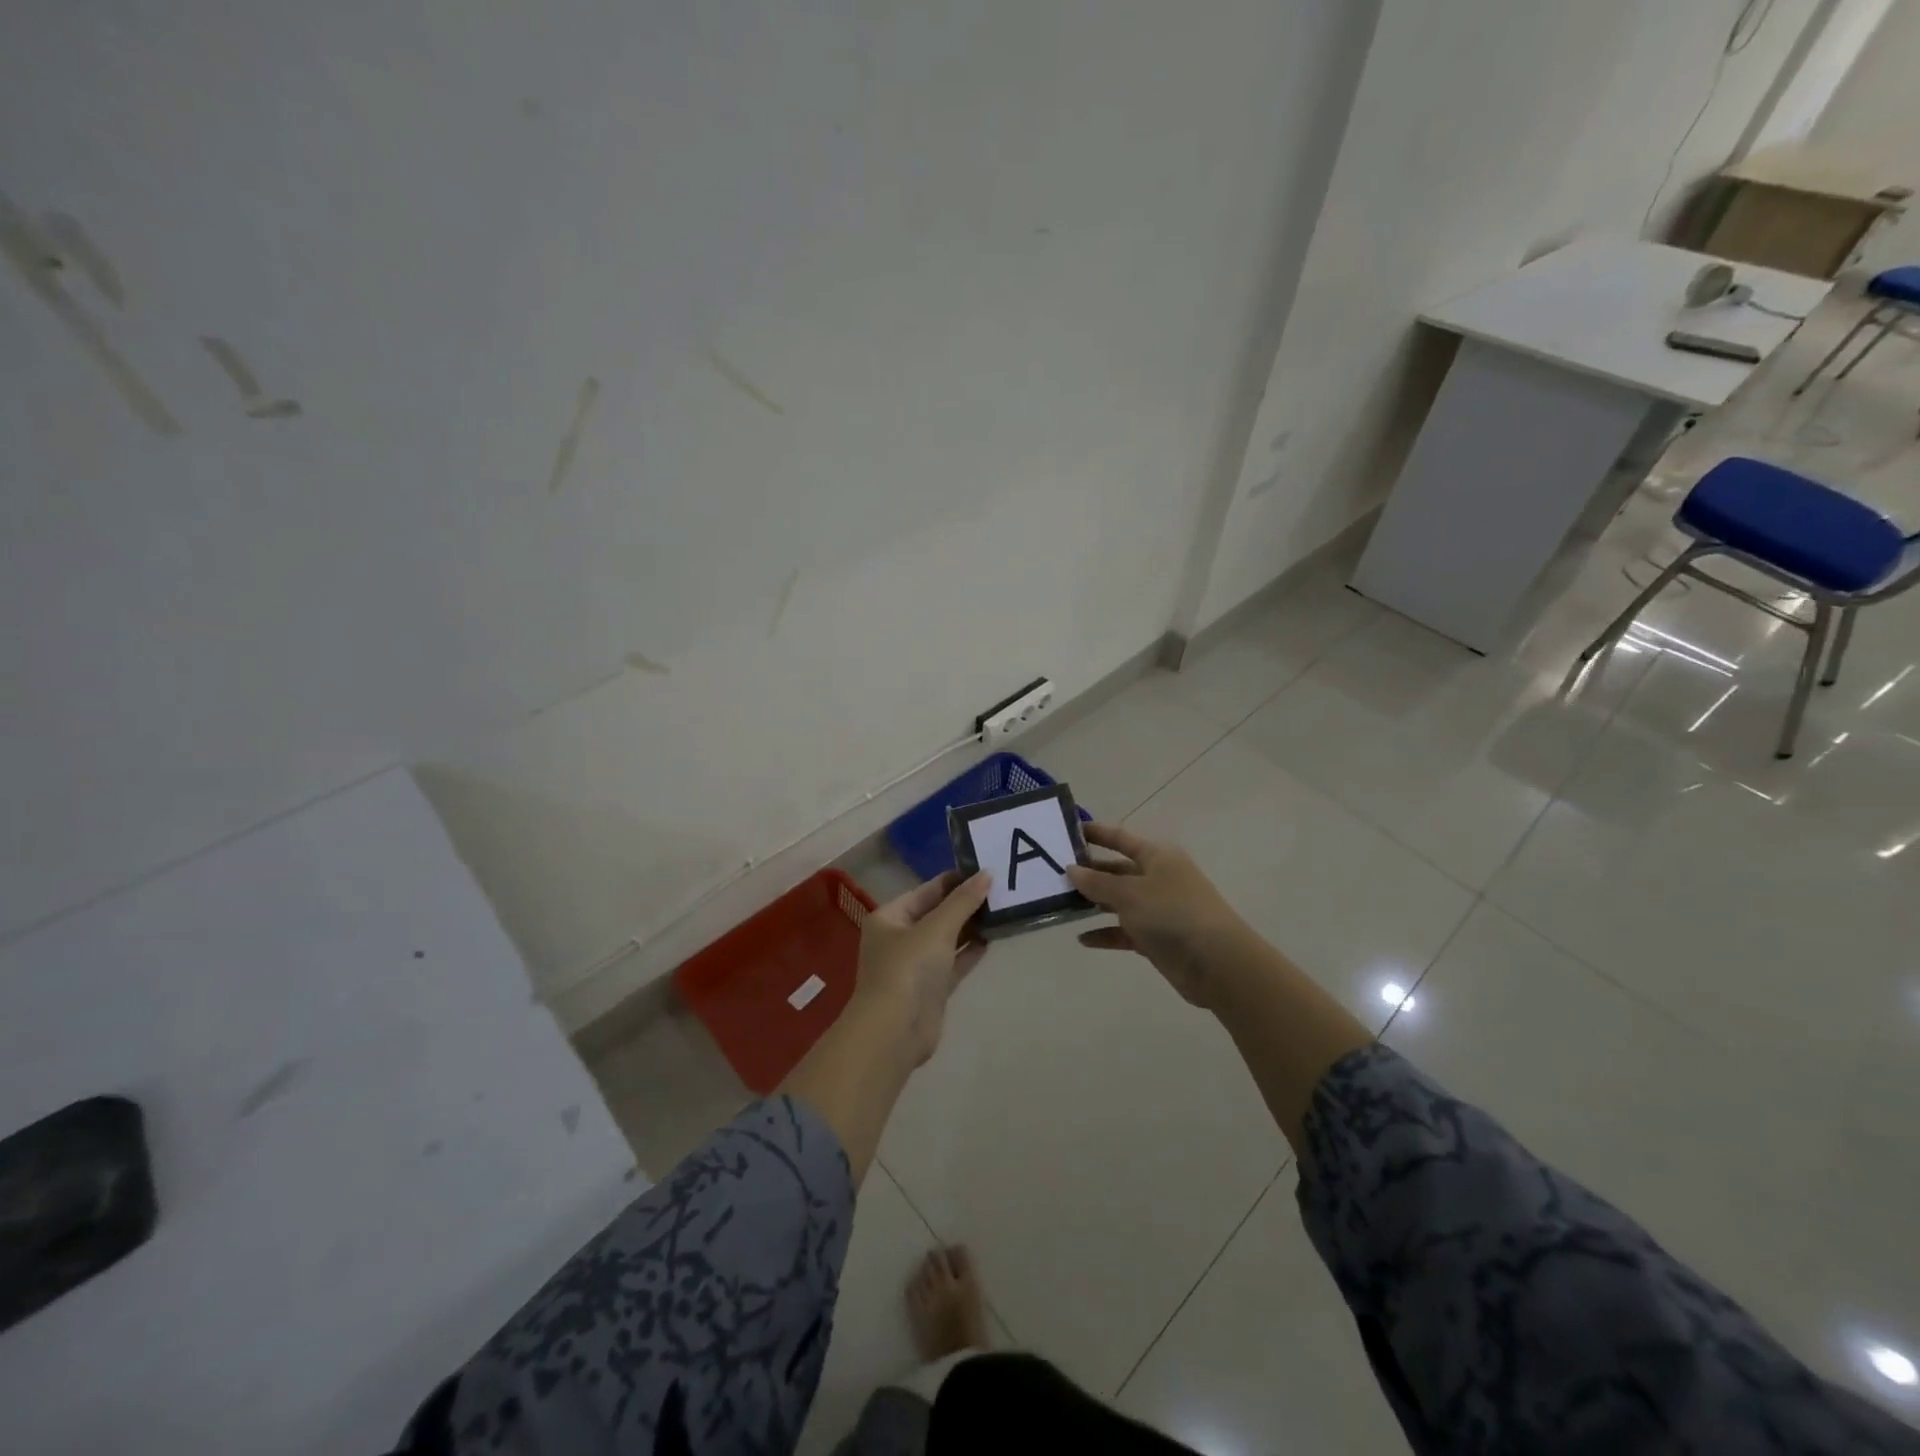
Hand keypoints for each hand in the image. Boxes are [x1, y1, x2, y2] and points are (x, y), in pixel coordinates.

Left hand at [851, 870, 992, 1065]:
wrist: (895, 1031)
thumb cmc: (908, 969)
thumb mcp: (937, 929)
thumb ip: (962, 902)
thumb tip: (986, 874)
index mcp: (890, 917)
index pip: (926, 891)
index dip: (954, 880)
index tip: (985, 870)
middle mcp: (899, 938)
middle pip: (936, 913)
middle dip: (965, 903)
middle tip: (1000, 889)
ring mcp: (914, 965)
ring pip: (946, 938)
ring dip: (970, 927)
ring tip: (1001, 910)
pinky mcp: (930, 988)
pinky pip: (953, 962)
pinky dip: (969, 952)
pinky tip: (991, 939)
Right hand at [1066, 824, 1245, 1007]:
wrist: (1217, 963)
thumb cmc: (1172, 913)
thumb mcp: (1130, 893)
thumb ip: (1097, 882)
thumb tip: (1072, 869)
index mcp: (1157, 857)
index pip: (1121, 838)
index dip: (1097, 833)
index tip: (1068, 831)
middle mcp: (1158, 878)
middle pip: (1117, 870)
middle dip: (1089, 873)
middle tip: (1054, 874)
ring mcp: (1158, 910)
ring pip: (1119, 901)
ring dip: (1093, 903)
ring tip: (1061, 904)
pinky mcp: (1157, 938)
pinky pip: (1124, 932)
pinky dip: (1105, 934)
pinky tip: (1082, 939)